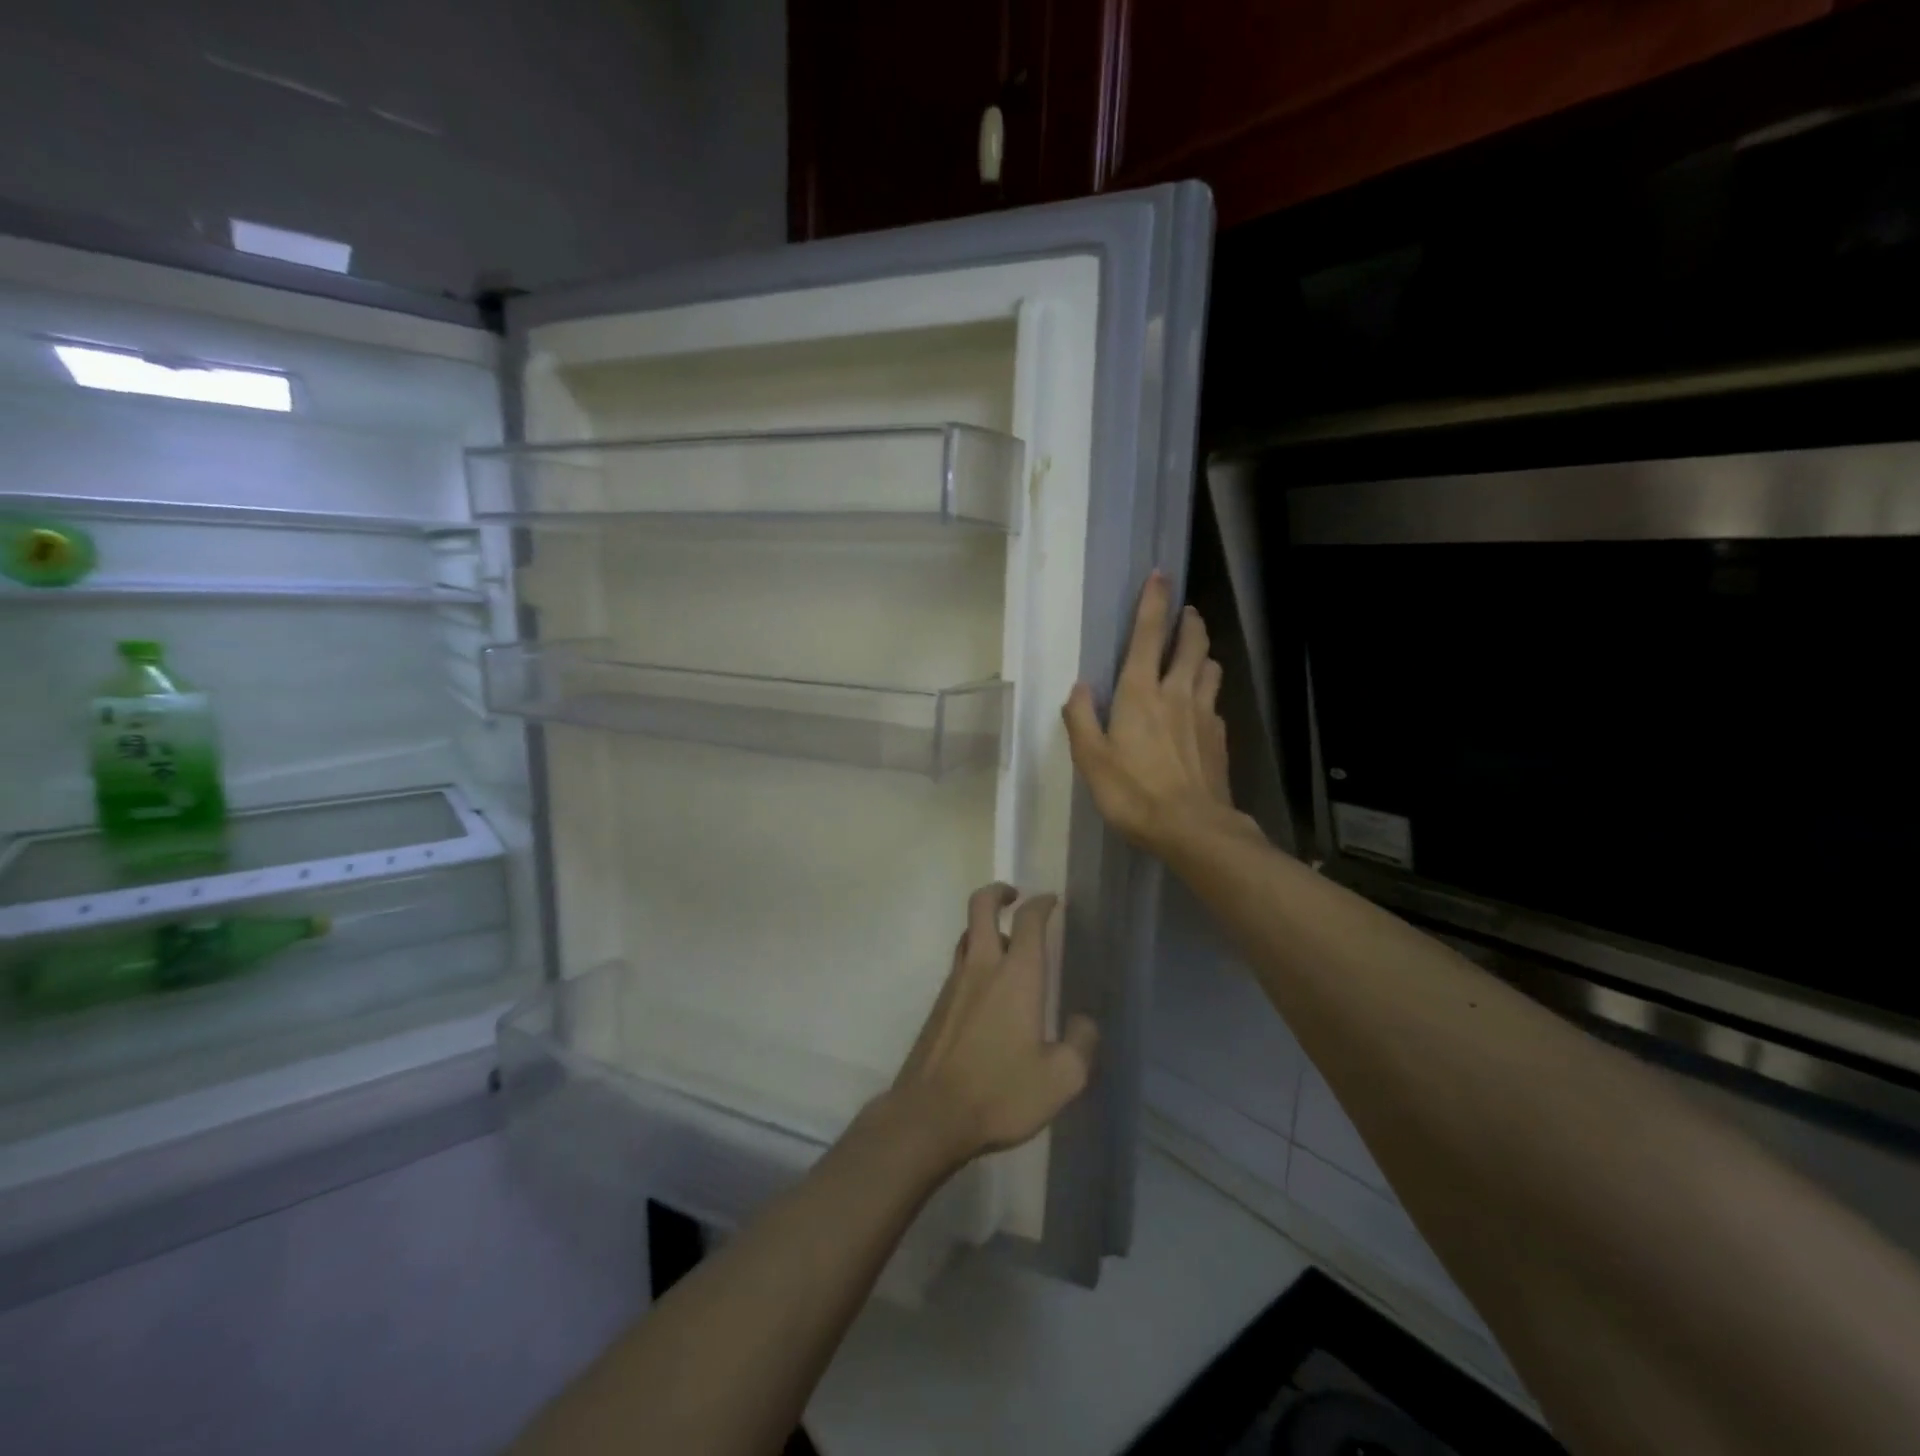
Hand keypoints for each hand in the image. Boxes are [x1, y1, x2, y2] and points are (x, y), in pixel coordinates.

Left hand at [885, 884, 1098, 1171]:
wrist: (930, 1115)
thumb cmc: (1000, 1093)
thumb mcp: (1061, 1079)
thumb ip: (1081, 1044)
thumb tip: (1082, 1021)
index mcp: (1016, 976)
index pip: (1028, 921)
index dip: (1041, 904)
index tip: (1052, 901)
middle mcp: (982, 968)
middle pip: (980, 907)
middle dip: (998, 892)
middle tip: (1014, 896)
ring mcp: (954, 984)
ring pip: (965, 935)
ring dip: (983, 926)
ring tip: (1004, 942)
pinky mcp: (937, 1006)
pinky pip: (958, 965)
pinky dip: (973, 958)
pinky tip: (987, 990)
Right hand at [1062, 571, 1249, 854]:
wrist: (1193, 828)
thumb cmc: (1133, 792)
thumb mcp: (1091, 759)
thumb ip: (1081, 719)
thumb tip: (1079, 687)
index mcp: (1140, 692)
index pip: (1147, 634)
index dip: (1153, 602)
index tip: (1160, 575)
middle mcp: (1177, 693)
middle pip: (1191, 643)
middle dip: (1189, 621)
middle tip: (1186, 612)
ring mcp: (1204, 714)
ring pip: (1210, 668)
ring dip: (1203, 654)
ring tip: (1195, 656)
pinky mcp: (1220, 737)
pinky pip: (1215, 702)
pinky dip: (1208, 694)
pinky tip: (1201, 709)